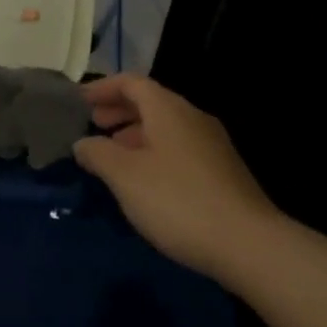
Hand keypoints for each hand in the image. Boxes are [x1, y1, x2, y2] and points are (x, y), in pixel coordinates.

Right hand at [73, 74, 279, 282]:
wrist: (247, 243)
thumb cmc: (177, 200)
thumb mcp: (125, 176)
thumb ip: (98, 153)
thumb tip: (82, 143)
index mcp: (168, 109)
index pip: (131, 82)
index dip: (103, 88)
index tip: (78, 101)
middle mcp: (193, 118)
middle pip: (150, 102)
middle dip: (118, 110)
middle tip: (92, 125)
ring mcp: (212, 144)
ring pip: (165, 127)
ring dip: (135, 133)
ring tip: (112, 155)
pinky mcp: (222, 171)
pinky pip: (178, 148)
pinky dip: (153, 152)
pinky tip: (144, 180)